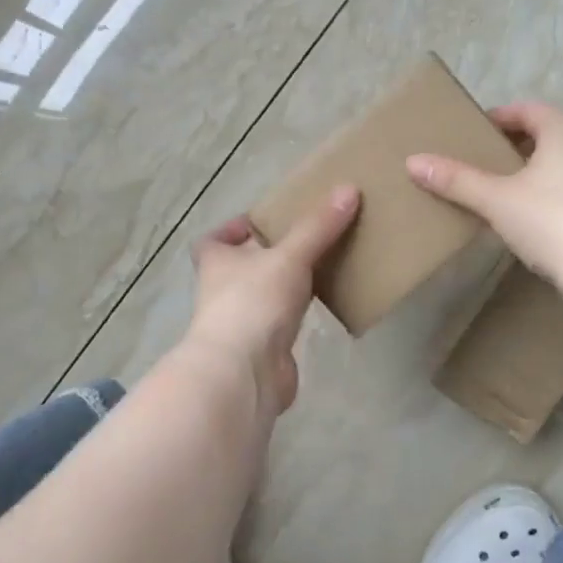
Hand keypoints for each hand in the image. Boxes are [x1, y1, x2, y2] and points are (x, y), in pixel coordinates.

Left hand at [181, 186, 360, 414]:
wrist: (245, 373)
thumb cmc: (254, 303)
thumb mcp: (289, 256)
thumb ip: (318, 227)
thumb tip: (349, 189)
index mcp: (217, 262)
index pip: (214, 240)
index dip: (233, 230)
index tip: (262, 223)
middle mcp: (224, 291)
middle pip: (244, 267)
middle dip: (271, 255)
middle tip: (309, 239)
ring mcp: (243, 322)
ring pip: (266, 295)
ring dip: (288, 285)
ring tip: (325, 267)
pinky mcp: (264, 348)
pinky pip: (284, 323)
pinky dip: (300, 314)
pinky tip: (327, 305)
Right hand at [406, 101, 562, 285]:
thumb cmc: (549, 221)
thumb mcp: (495, 200)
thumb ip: (456, 180)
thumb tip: (413, 162)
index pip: (526, 110)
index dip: (498, 119)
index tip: (474, 135)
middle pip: (549, 134)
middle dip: (518, 145)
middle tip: (487, 163)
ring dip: (542, 169)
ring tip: (513, 190)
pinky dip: (562, 193)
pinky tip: (548, 215)